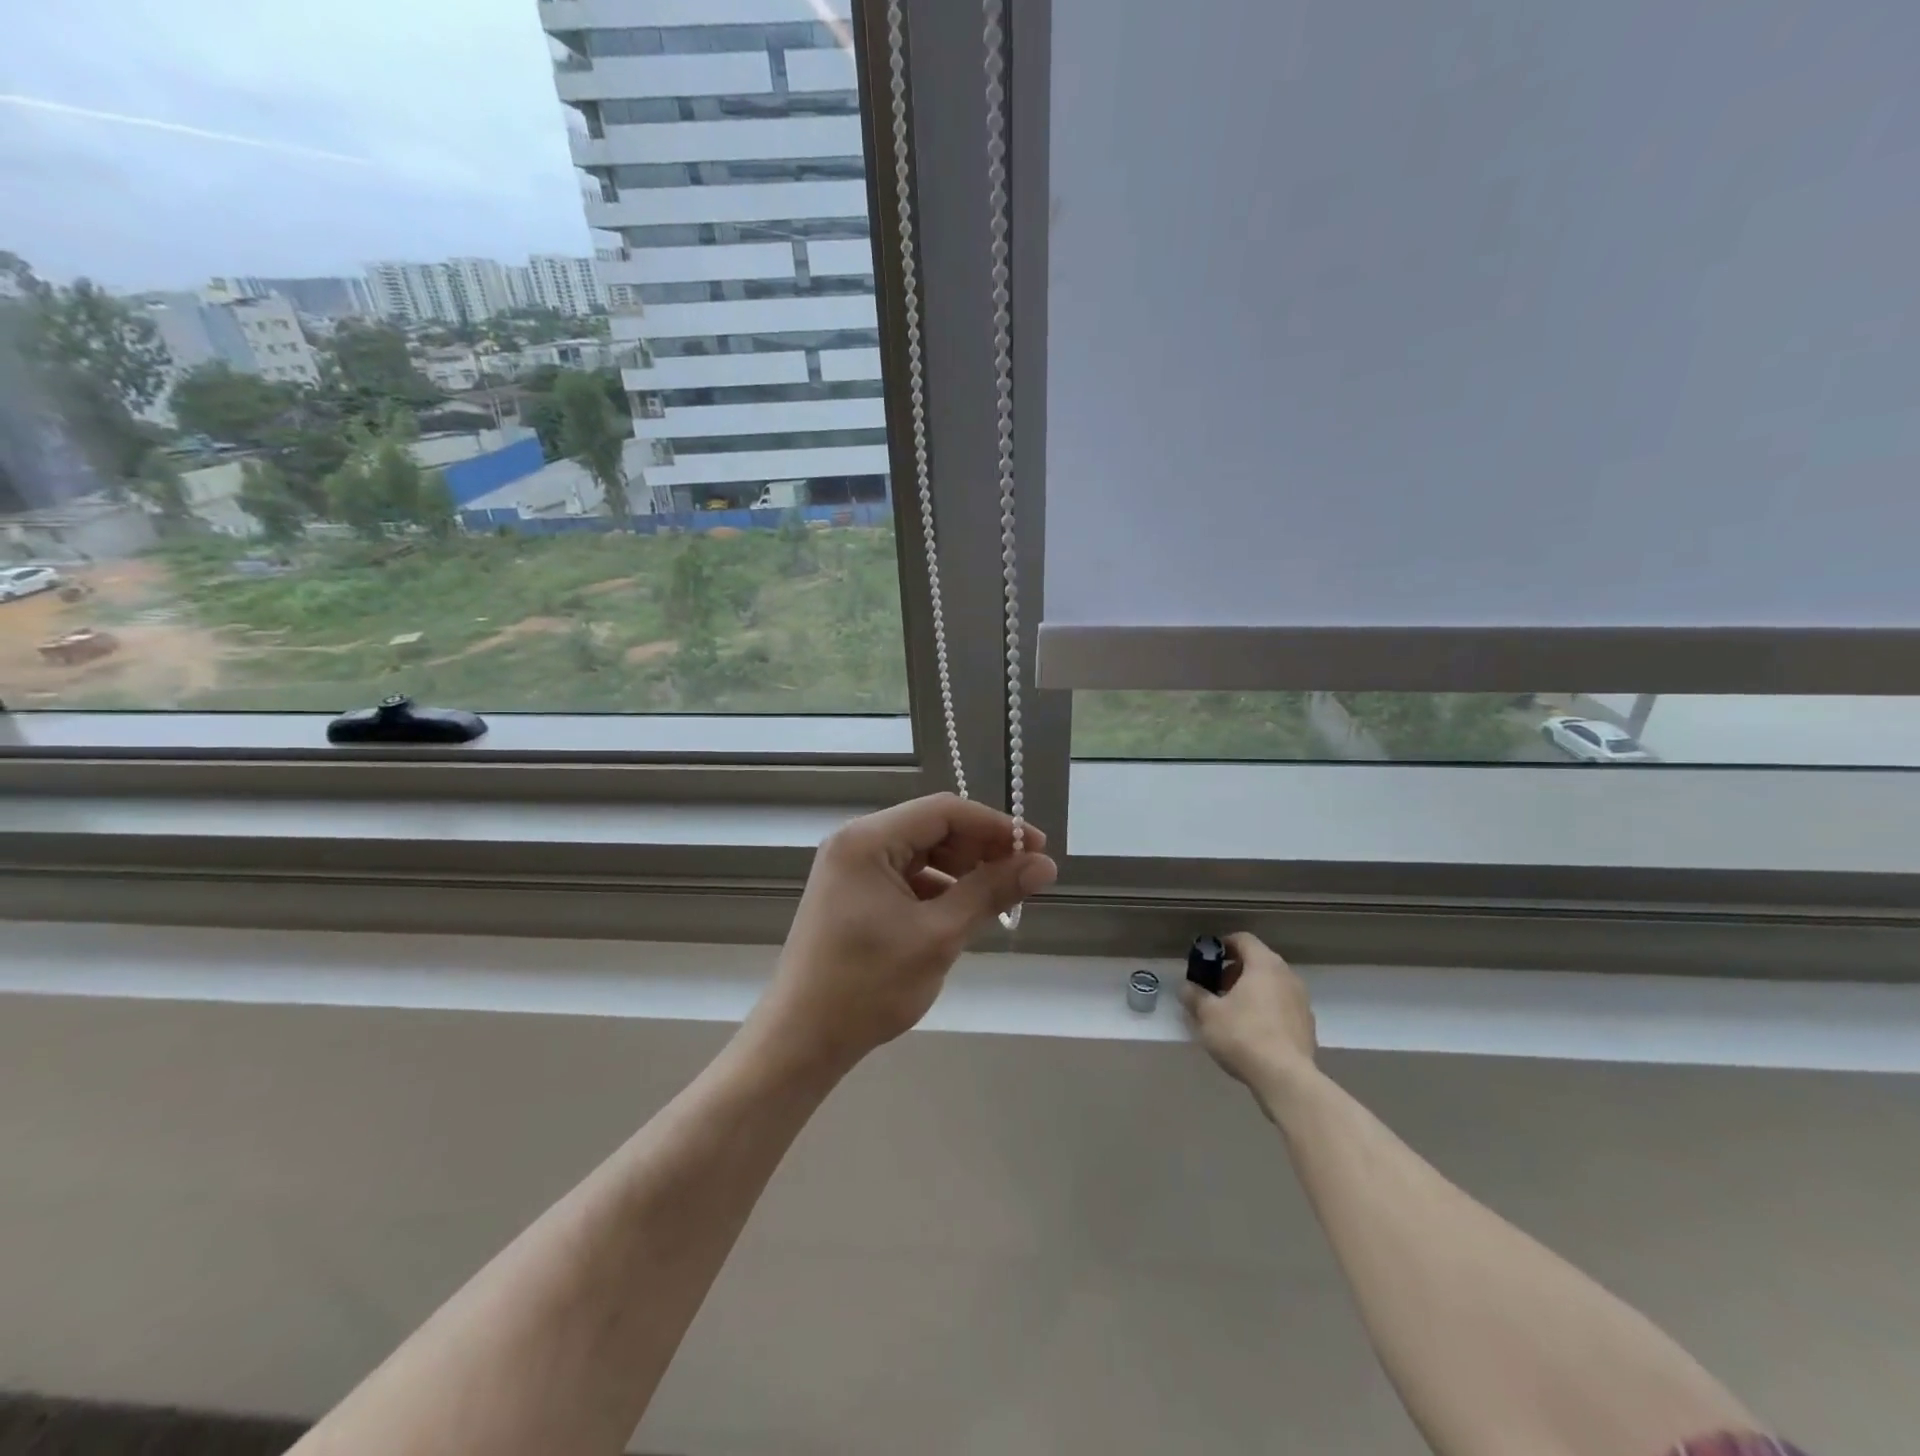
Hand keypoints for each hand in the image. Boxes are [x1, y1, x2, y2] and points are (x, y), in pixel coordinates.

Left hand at [754, 793, 1056, 1072]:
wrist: (802, 1040)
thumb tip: (1045, 865)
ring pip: (921, 852)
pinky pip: (904, 876)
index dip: (996, 825)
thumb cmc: (868, 985)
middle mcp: (855, 842)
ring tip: (997, 898)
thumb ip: (991, 892)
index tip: (1037, 849)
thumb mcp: (939, 936)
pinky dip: (937, 889)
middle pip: (932, 828)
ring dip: (961, 870)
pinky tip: (961, 913)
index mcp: (868, 839)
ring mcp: (850, 868)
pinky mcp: (851, 893)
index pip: (945, 811)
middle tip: (1021, 876)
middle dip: (979, 849)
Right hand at [1180, 932, 1317, 1104]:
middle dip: (1234, 971)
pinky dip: (1266, 1010)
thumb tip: (1186, 987)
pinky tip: (1251, 1032)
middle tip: (1215, 989)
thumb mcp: (1207, 1014)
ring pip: (1271, 985)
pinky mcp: (1307, 1025)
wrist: (1286, 1079)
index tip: (1207, 960)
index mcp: (1264, 965)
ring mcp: (1301, 1001)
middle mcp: (1287, 976)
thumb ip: (1194, 995)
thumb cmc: (1243, 1035)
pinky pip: (1282, 1006)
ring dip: (1250, 991)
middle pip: (1258, 962)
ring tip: (1231, 1013)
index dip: (1222, 945)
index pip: (1243, 939)